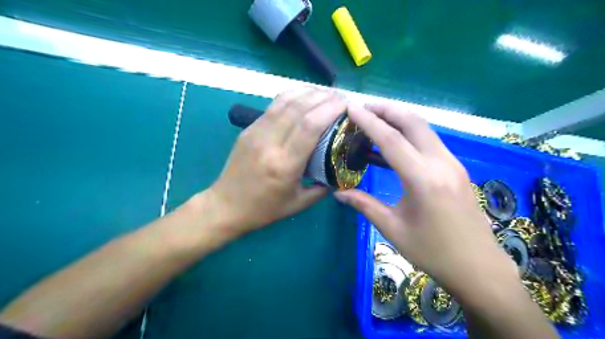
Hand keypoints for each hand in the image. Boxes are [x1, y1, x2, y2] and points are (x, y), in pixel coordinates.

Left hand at [206, 88, 345, 234]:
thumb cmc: (264, 209)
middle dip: (324, 97)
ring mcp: (256, 132)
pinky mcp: (249, 129)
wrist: (226, 206)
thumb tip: (338, 172)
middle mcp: (269, 143)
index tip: (346, 106)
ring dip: (308, 92)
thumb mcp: (298, 203)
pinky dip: (293, 96)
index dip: (330, 109)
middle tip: (341, 97)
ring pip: (285, 101)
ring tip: (326, 93)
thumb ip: (323, 188)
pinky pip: (273, 106)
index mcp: (284, 165)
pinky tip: (304, 97)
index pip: (310, 126)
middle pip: (299, 108)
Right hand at [333, 102, 517, 298]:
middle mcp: (441, 163)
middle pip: (413, 122)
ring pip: (424, 128)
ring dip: (399, 118)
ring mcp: (452, 163)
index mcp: (423, 179)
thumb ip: (364, 205)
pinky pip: (429, 140)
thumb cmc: (433, 251)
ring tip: (375, 119)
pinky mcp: (455, 168)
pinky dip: (409, 132)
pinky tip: (394, 142)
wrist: (478, 266)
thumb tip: (338, 193)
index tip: (351, 108)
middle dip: (387, 109)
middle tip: (363, 109)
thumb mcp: (393, 229)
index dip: (368, 121)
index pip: (391, 139)